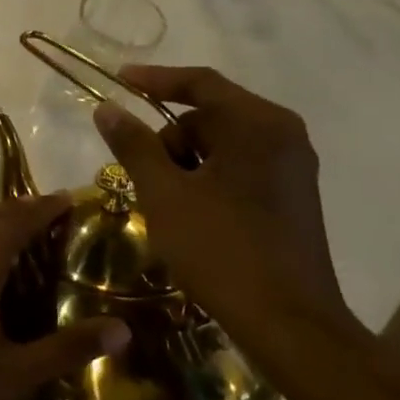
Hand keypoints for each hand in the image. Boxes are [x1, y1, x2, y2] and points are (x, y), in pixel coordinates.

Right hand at [94, 66, 354, 340]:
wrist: (287, 320)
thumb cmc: (220, 248)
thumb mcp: (163, 193)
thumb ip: (133, 145)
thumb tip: (107, 109)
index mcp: (257, 125)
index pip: (200, 84)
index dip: (154, 79)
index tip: (118, 80)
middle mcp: (283, 136)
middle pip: (210, 115)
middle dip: (169, 136)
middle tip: (140, 172)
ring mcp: (292, 167)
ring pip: (222, 144)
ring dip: (185, 160)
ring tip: (164, 200)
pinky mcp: (292, 196)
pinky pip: (239, 166)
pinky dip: (207, 176)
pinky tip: (190, 211)